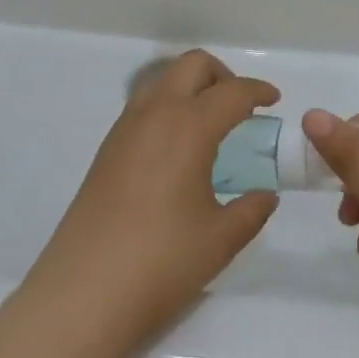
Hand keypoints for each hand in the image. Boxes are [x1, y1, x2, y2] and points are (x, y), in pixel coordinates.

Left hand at [22, 50, 279, 351]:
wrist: (84, 292)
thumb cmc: (161, 262)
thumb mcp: (219, 240)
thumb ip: (251, 211)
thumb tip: (267, 195)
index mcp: (189, 126)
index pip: (232, 92)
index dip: (257, 91)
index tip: (274, 100)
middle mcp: (157, 113)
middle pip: (193, 65)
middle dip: (223, 75)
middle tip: (240, 107)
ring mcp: (126, 127)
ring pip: (164, 78)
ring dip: (191, 85)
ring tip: (208, 122)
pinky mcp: (108, 147)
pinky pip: (144, 103)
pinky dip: (168, 104)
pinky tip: (176, 146)